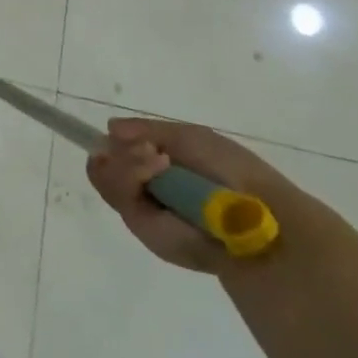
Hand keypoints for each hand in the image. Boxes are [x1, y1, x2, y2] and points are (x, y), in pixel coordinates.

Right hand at [87, 118, 327, 274]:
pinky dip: (131, 174)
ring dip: (126, 161)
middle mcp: (148, 188)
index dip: (114, 143)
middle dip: (121, 150)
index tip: (115, 134)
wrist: (253, 214)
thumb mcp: (189, 137)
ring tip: (156, 159)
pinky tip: (156, 168)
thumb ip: (147, 129)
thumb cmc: (229, 169)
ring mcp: (143, 209)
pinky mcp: (142, 228)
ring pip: (105, 176)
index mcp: (161, 167)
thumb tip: (109, 129)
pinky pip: (117, 195)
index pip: (120, 153)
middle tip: (147, 148)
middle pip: (106, 163)